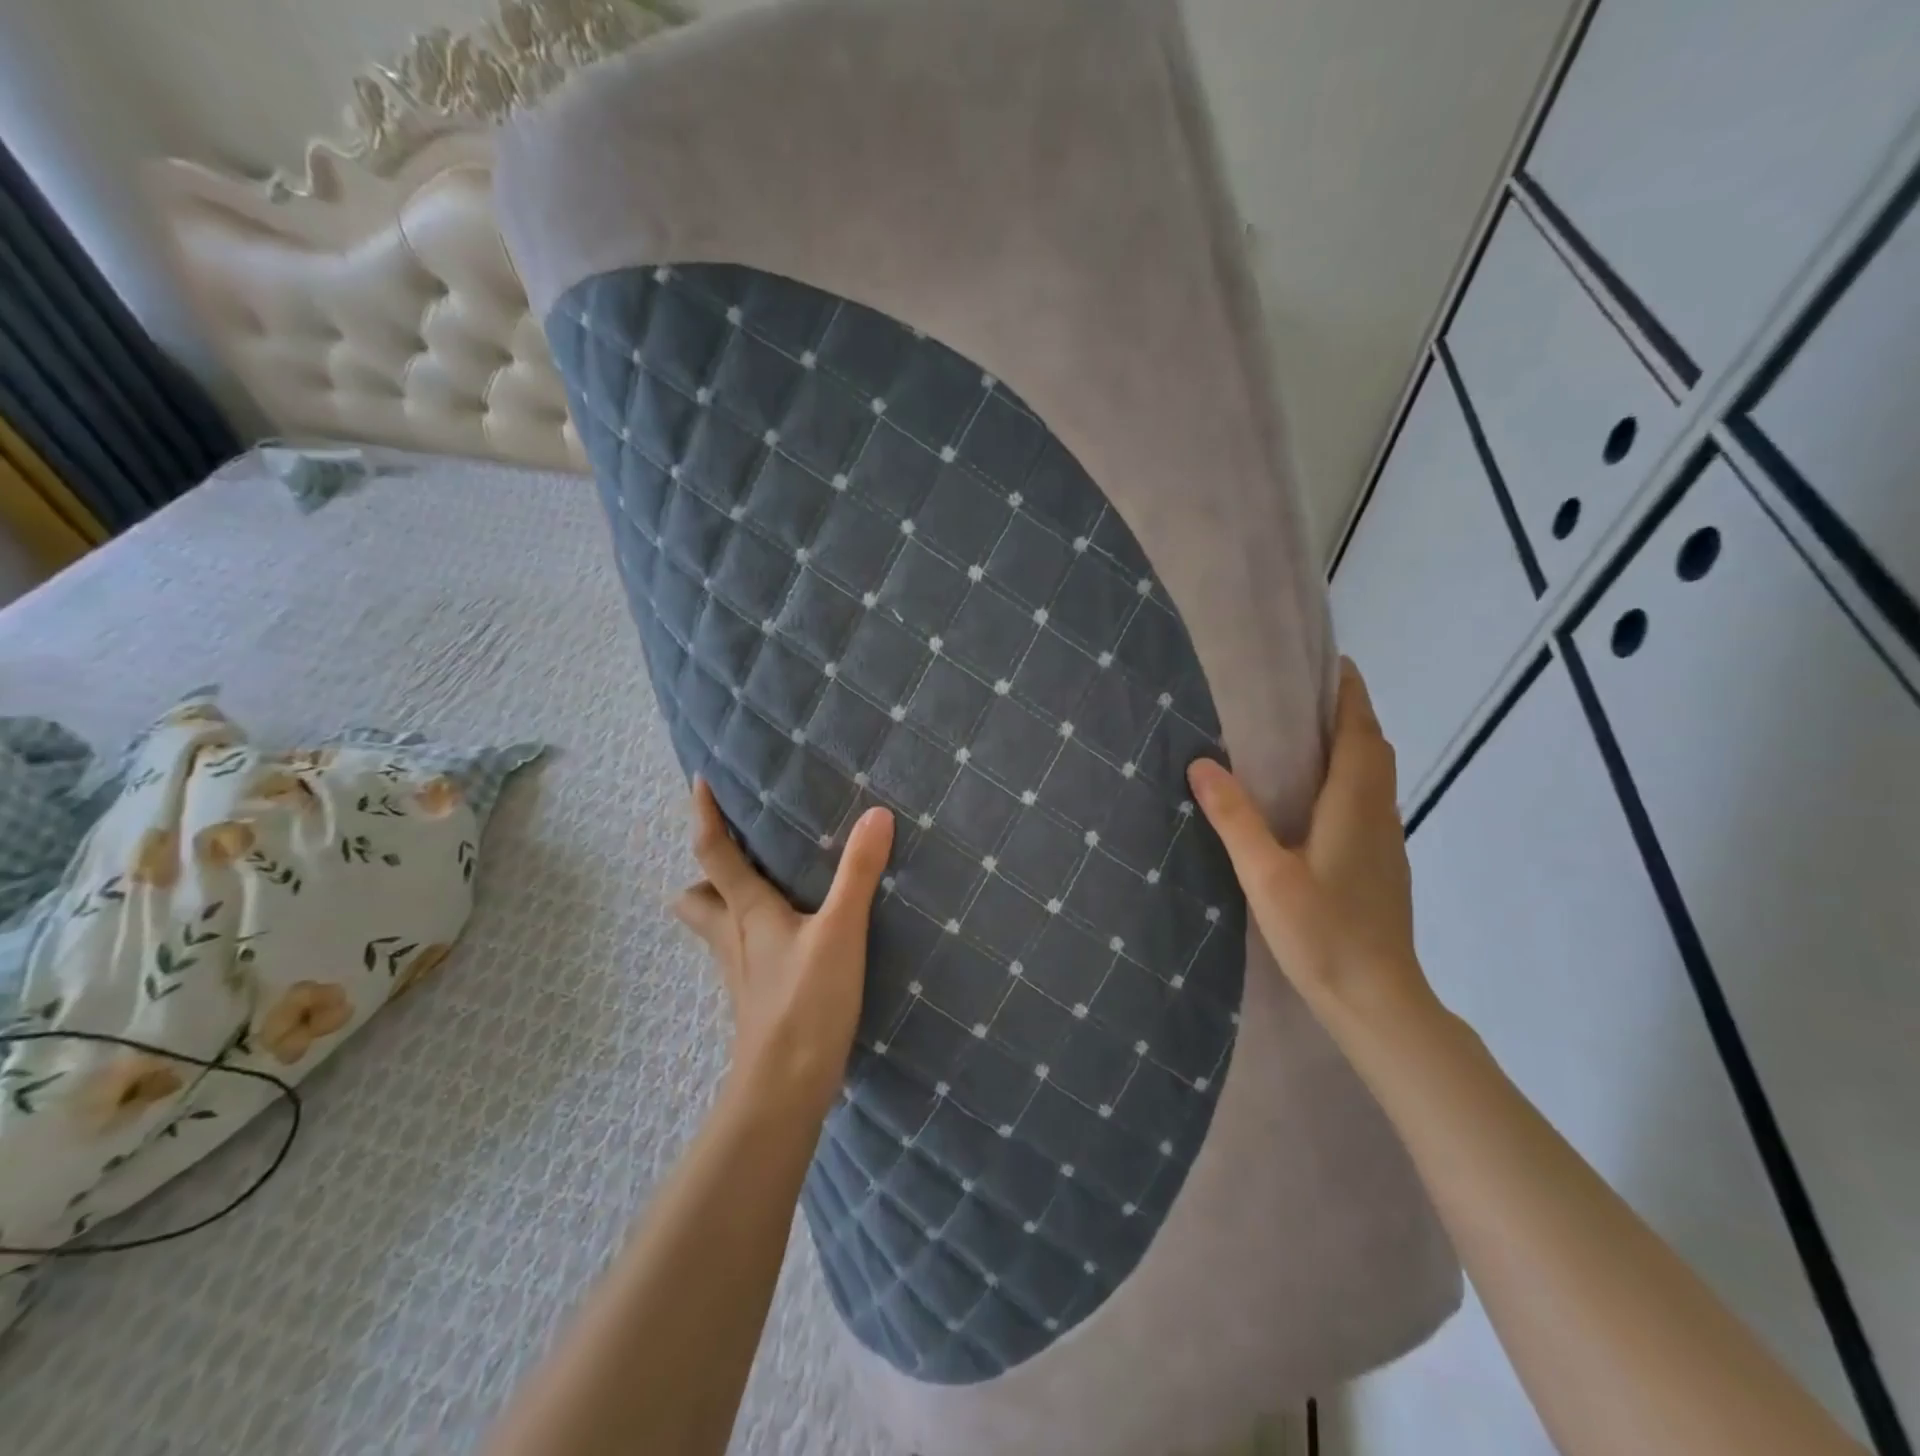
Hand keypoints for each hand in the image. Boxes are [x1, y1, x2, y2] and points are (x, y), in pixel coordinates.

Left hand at [672, 778, 894, 1113]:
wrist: (785, 1087)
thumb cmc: (805, 1003)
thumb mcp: (840, 932)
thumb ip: (858, 873)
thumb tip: (876, 814)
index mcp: (745, 912)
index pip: (712, 852)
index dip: (704, 815)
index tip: (700, 781)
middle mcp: (733, 937)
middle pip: (696, 898)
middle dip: (706, 873)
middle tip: (737, 850)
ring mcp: (741, 971)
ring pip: (716, 927)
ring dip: (725, 903)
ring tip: (764, 886)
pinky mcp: (756, 996)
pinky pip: (743, 950)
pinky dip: (753, 933)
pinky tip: (788, 936)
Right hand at [1186, 659, 1434, 1024]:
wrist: (1379, 1002)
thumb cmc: (1324, 935)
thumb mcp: (1267, 875)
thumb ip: (1235, 818)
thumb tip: (1202, 763)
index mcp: (1355, 807)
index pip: (1360, 734)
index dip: (1350, 696)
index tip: (1332, 665)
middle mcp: (1378, 816)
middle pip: (1373, 750)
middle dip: (1349, 716)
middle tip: (1306, 698)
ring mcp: (1385, 845)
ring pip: (1375, 779)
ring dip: (1352, 748)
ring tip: (1306, 739)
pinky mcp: (1381, 868)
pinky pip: (1368, 804)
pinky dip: (1349, 781)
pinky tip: (1315, 802)